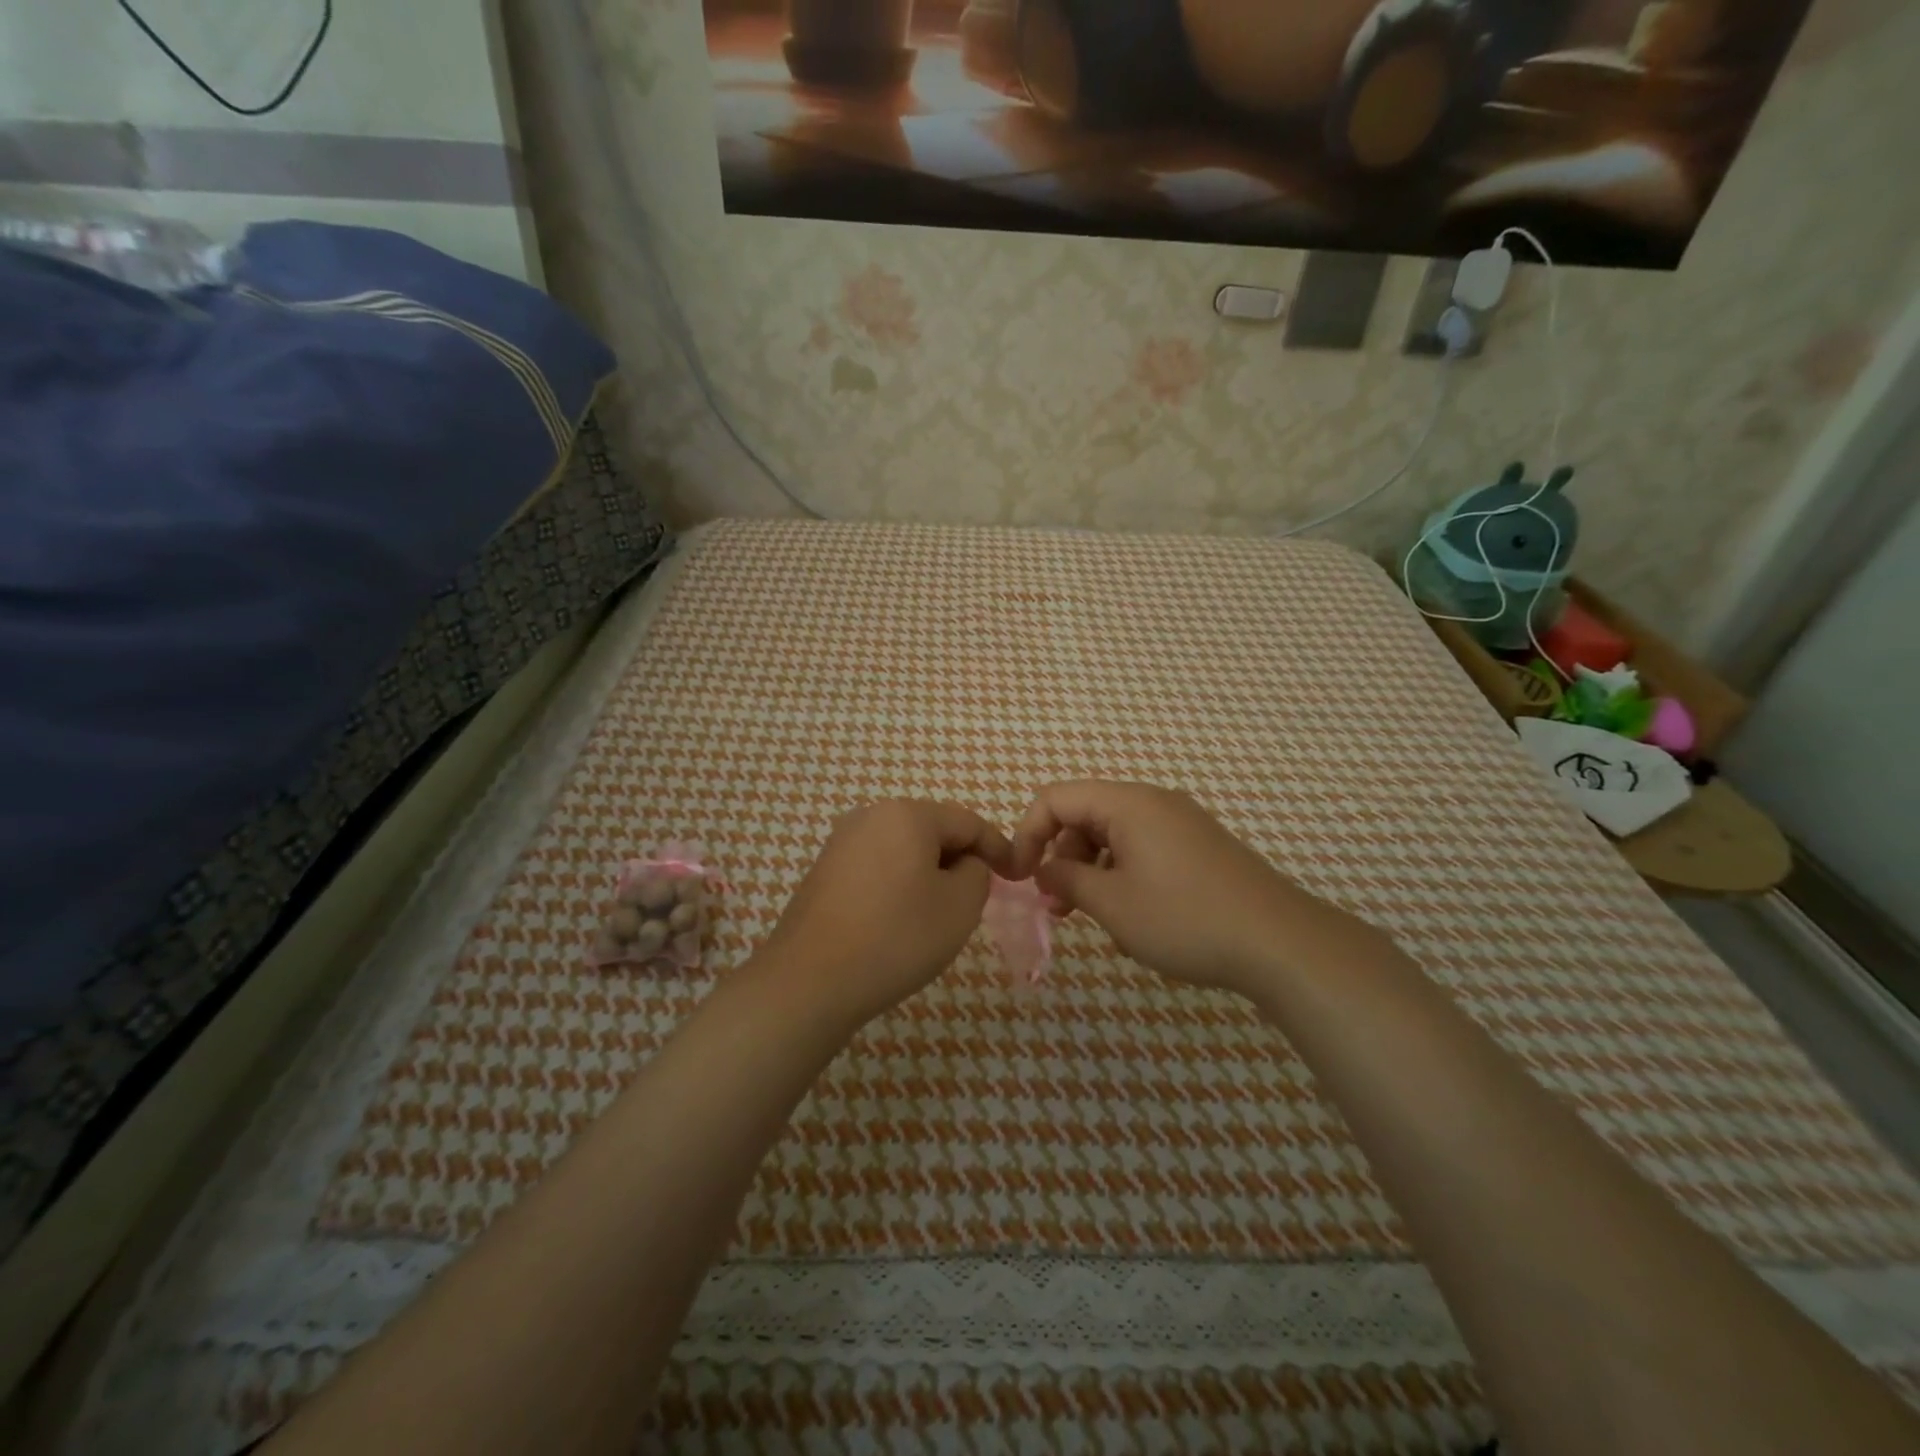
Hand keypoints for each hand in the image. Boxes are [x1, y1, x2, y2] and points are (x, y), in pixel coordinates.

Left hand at [761, 800, 1011, 1025]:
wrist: (810, 980)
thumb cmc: (896, 937)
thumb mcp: (960, 906)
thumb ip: (978, 873)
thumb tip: (964, 864)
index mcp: (908, 814)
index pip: (968, 822)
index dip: (998, 847)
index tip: (1017, 876)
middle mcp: (871, 815)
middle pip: (933, 830)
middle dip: (960, 859)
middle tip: (979, 897)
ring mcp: (842, 842)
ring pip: (904, 849)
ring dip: (929, 873)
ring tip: (939, 913)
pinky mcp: (824, 870)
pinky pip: (877, 866)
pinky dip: (898, 884)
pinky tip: (899, 920)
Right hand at [1009, 780, 1375, 999]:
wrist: (1280, 942)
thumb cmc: (1186, 919)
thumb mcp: (1112, 904)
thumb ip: (1066, 879)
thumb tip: (1042, 868)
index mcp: (1128, 803)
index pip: (1055, 798)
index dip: (1026, 833)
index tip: (1019, 877)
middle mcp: (1153, 802)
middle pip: (1084, 814)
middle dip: (1060, 856)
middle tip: (1057, 906)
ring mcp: (1180, 823)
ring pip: (1113, 834)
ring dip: (1090, 869)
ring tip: (1092, 916)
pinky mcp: (1198, 846)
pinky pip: (1142, 848)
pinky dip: (1122, 874)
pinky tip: (1132, 916)